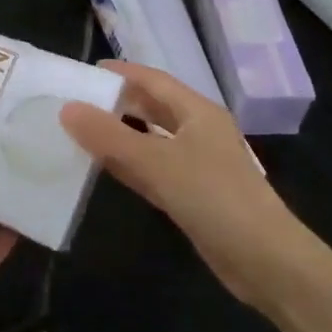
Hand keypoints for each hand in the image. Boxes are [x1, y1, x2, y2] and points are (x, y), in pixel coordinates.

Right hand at [61, 61, 319, 311]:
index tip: (88, 71)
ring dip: (122, 134)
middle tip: (79, 100)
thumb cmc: (214, 198)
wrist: (264, 260)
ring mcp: (198, 164)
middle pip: (155, 108)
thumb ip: (110, 137)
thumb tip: (68, 108)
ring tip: (84, 130)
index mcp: (198, 112)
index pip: (154, 80)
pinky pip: (155, 169)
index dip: (123, 73)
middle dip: (120, 102)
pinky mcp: (193, 195)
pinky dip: (131, 164)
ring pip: (153, 140)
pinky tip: (106, 167)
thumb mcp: (157, 163)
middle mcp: (199, 131)